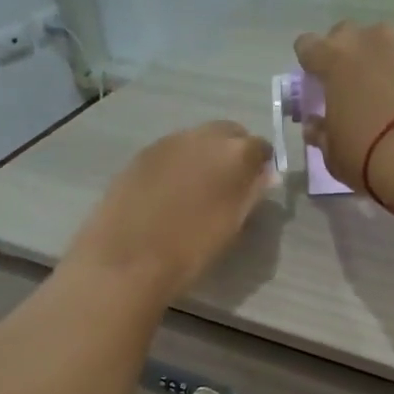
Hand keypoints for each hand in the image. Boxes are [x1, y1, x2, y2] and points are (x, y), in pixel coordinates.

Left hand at [64, 121, 274, 305]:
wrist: (127, 259)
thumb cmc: (190, 250)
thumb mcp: (232, 226)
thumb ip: (252, 193)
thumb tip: (266, 175)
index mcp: (233, 154)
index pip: (260, 146)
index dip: (261, 165)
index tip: (256, 185)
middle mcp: (202, 136)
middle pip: (228, 133)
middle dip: (233, 153)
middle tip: (228, 186)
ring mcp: (168, 142)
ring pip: (197, 140)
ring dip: (204, 156)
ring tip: (197, 191)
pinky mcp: (141, 154)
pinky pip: (171, 151)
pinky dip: (178, 164)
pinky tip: (169, 192)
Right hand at [292, 21, 393, 189]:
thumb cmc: (368, 155)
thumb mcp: (333, 154)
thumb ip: (321, 133)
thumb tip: (315, 124)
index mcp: (333, 60)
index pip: (308, 45)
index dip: (309, 61)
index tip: (315, 81)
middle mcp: (368, 41)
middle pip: (347, 34)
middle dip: (346, 54)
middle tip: (351, 85)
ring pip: (385, 43)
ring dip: (382, 61)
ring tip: (390, 94)